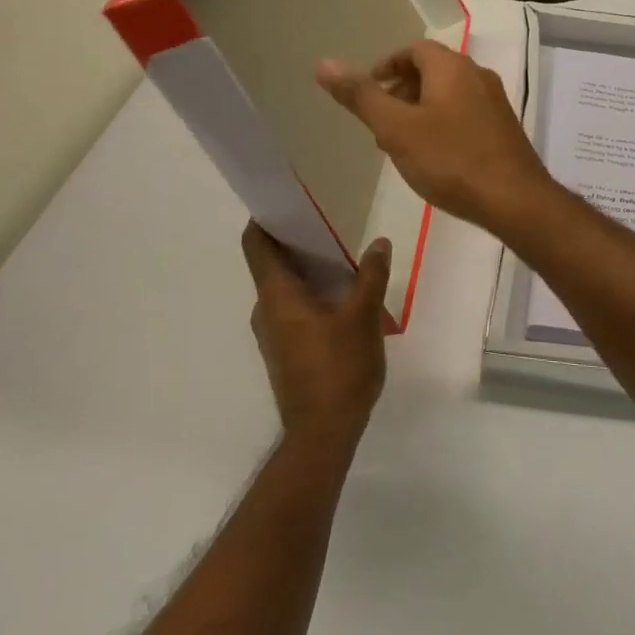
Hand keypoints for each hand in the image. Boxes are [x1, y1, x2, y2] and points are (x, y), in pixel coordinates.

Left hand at [241, 223, 388, 447]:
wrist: (323, 434)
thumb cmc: (338, 369)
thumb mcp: (363, 317)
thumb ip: (371, 276)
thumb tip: (378, 243)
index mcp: (277, 295)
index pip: (255, 244)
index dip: (265, 218)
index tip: (287, 199)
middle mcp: (267, 309)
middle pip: (271, 262)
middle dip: (296, 240)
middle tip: (329, 222)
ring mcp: (273, 333)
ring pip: (284, 286)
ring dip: (307, 268)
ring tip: (342, 255)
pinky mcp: (285, 350)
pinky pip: (292, 307)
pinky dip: (310, 292)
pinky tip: (342, 295)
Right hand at [317, 39, 552, 235]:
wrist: (515, 200)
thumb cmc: (451, 159)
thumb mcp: (396, 128)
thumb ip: (361, 96)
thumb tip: (324, 63)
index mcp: (452, 67)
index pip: (414, 49)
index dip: (387, 65)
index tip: (368, 91)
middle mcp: (477, 75)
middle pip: (431, 71)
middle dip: (400, 90)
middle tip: (379, 122)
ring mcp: (494, 103)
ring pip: (448, 95)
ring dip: (419, 110)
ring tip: (400, 144)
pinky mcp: (503, 129)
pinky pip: (464, 114)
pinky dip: (441, 124)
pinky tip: (433, 158)